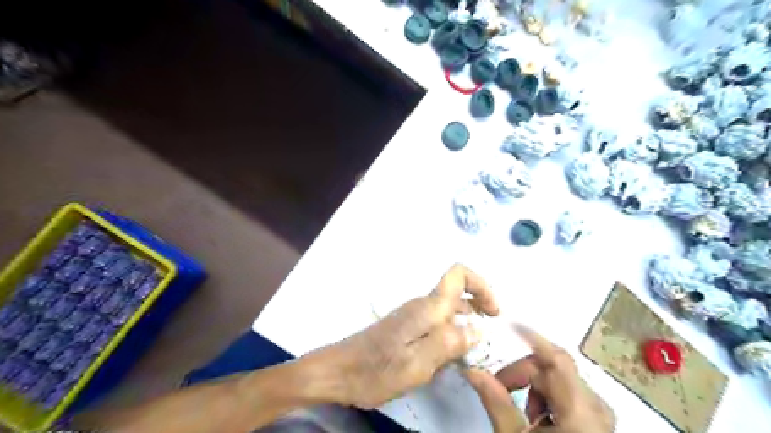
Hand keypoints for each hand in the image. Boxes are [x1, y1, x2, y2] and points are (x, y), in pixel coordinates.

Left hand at [323, 264, 497, 409]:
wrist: (338, 372)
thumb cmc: (376, 369)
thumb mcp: (417, 363)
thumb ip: (449, 342)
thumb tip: (477, 328)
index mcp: (427, 308)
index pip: (458, 274)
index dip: (481, 285)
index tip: (494, 312)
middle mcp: (421, 306)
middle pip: (457, 292)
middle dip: (479, 308)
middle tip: (488, 336)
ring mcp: (412, 317)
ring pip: (448, 310)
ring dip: (465, 324)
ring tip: (473, 351)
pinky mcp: (406, 329)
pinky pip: (436, 325)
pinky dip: (450, 335)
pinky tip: (448, 359)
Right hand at [463, 327, 614, 432]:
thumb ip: (495, 401)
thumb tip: (472, 370)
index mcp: (580, 411)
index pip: (556, 360)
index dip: (532, 337)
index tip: (508, 324)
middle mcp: (596, 406)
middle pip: (552, 369)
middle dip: (522, 373)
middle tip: (498, 388)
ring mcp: (600, 414)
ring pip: (559, 380)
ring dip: (534, 387)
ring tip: (523, 414)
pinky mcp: (597, 420)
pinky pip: (568, 393)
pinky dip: (547, 397)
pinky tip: (539, 420)